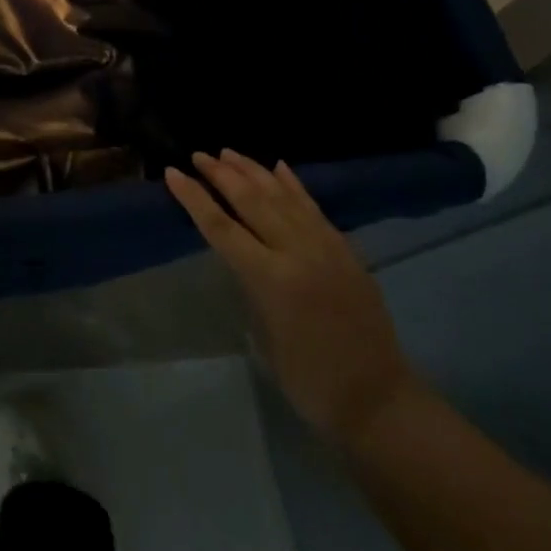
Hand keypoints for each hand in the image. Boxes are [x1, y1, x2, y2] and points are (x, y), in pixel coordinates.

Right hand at [165, 151, 417, 446]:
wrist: (377, 398)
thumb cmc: (307, 378)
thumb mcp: (263, 332)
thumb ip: (250, 283)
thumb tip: (241, 252)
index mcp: (271, 279)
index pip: (221, 227)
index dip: (194, 198)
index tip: (173, 172)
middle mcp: (298, 253)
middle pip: (252, 202)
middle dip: (222, 175)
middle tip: (199, 155)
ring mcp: (326, 248)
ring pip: (283, 197)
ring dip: (254, 171)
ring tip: (229, 152)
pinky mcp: (345, 250)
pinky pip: (314, 207)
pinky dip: (293, 185)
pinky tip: (279, 167)